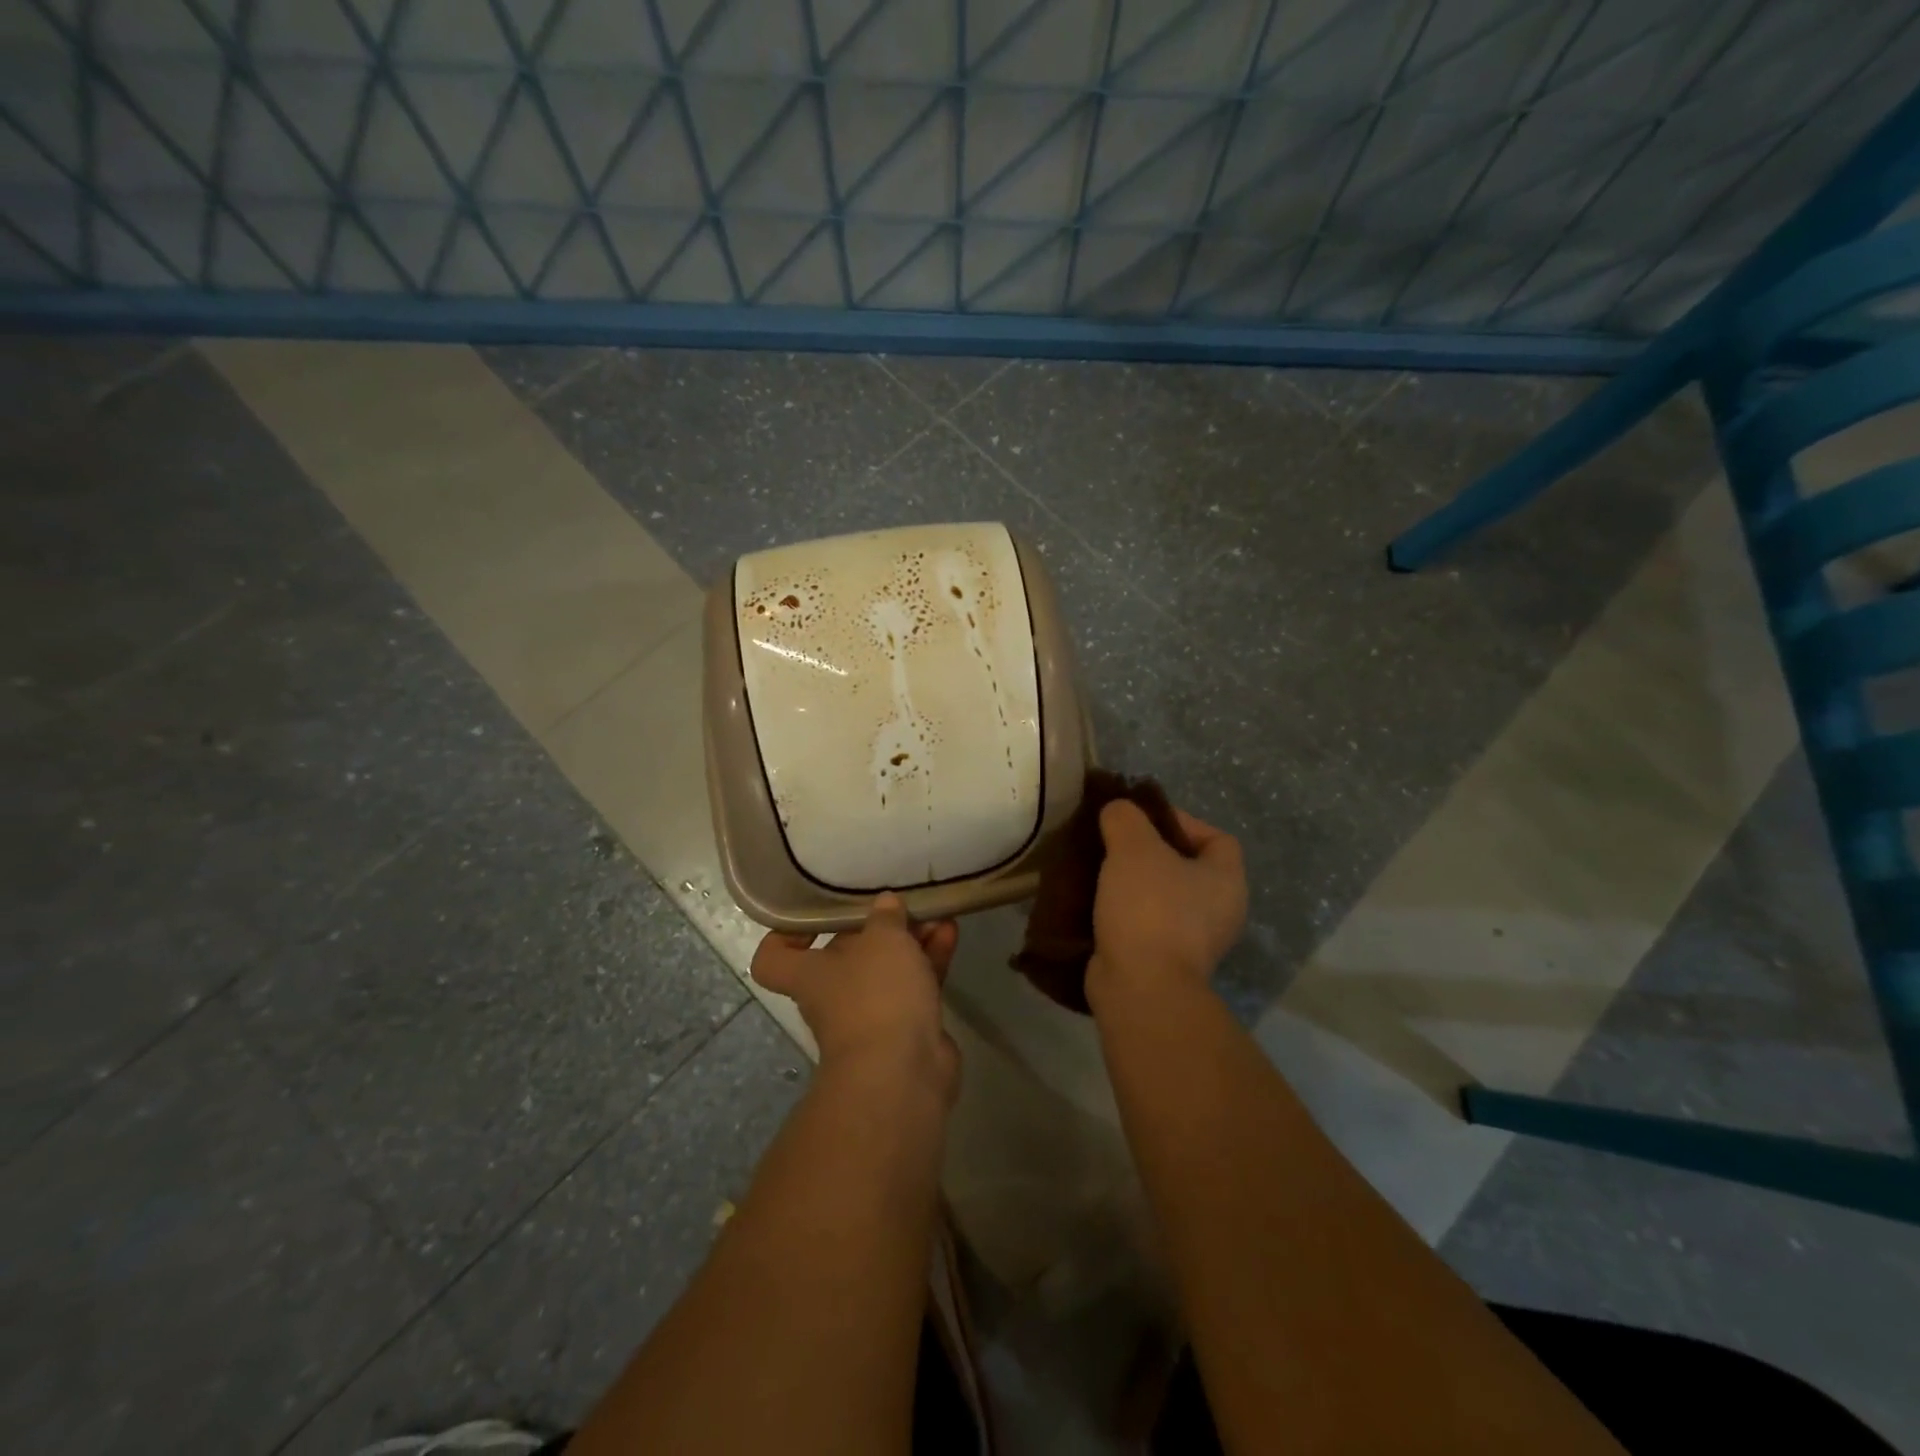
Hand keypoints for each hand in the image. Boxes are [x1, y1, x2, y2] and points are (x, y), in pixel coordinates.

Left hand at [751, 894, 959, 1095]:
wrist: (902, 1073)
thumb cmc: (876, 996)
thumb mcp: (882, 939)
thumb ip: (885, 917)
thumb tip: (885, 903)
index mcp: (810, 974)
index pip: (775, 957)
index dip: (788, 934)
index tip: (816, 916)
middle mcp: (834, 994)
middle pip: (847, 954)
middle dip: (878, 928)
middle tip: (902, 904)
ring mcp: (872, 1013)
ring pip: (889, 967)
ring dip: (912, 940)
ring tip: (936, 913)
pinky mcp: (907, 1026)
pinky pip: (916, 984)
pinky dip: (931, 959)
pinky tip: (950, 933)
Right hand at [1086, 799, 1246, 1009]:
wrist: (1140, 988)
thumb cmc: (1149, 909)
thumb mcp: (1134, 848)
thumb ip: (1125, 818)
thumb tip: (1118, 810)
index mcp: (1227, 881)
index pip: (1216, 838)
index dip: (1182, 822)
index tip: (1142, 821)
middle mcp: (1220, 912)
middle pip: (1186, 868)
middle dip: (1150, 853)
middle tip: (1115, 844)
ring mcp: (1194, 942)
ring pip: (1162, 897)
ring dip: (1133, 884)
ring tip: (1099, 870)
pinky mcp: (1165, 963)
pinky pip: (1145, 924)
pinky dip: (1124, 912)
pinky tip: (1095, 902)